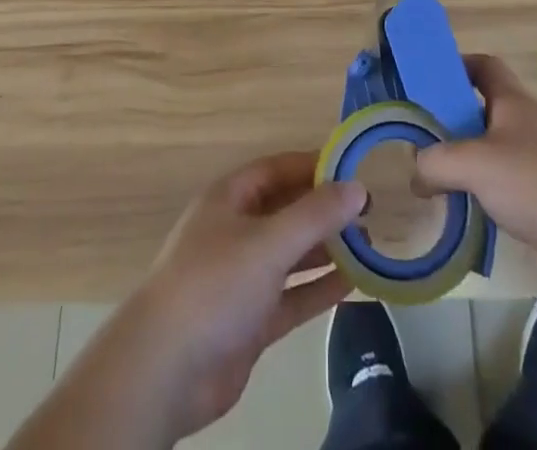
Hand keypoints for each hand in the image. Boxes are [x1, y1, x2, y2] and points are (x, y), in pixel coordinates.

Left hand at [95, 152, 367, 442]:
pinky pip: (291, 295)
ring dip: (326, 249)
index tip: (355, 168)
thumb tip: (358, 188)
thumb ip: (315, 215)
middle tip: (370, 211)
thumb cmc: (214, 284)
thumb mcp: (268, 241)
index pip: (278, 169)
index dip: (314, 166)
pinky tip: (353, 283)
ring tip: (370, 244)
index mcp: (230, 198)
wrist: (165, 370)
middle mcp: (236, 230)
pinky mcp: (250, 320)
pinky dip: (318, 288)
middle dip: (325, 210)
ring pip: (291, 254)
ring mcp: (242, 277)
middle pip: (286, 210)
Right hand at [414, 54, 536, 301]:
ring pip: (498, 156)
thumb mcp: (474, 163)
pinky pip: (512, 195)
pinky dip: (490, 202)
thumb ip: (437, 163)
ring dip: (471, 166)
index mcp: (512, 102)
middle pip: (486, 112)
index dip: (458, 65)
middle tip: (422, 141)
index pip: (485, 66)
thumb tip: (416, 172)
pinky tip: (471, 220)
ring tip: (437, 184)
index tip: (429, 80)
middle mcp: (528, 126)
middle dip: (456, 123)